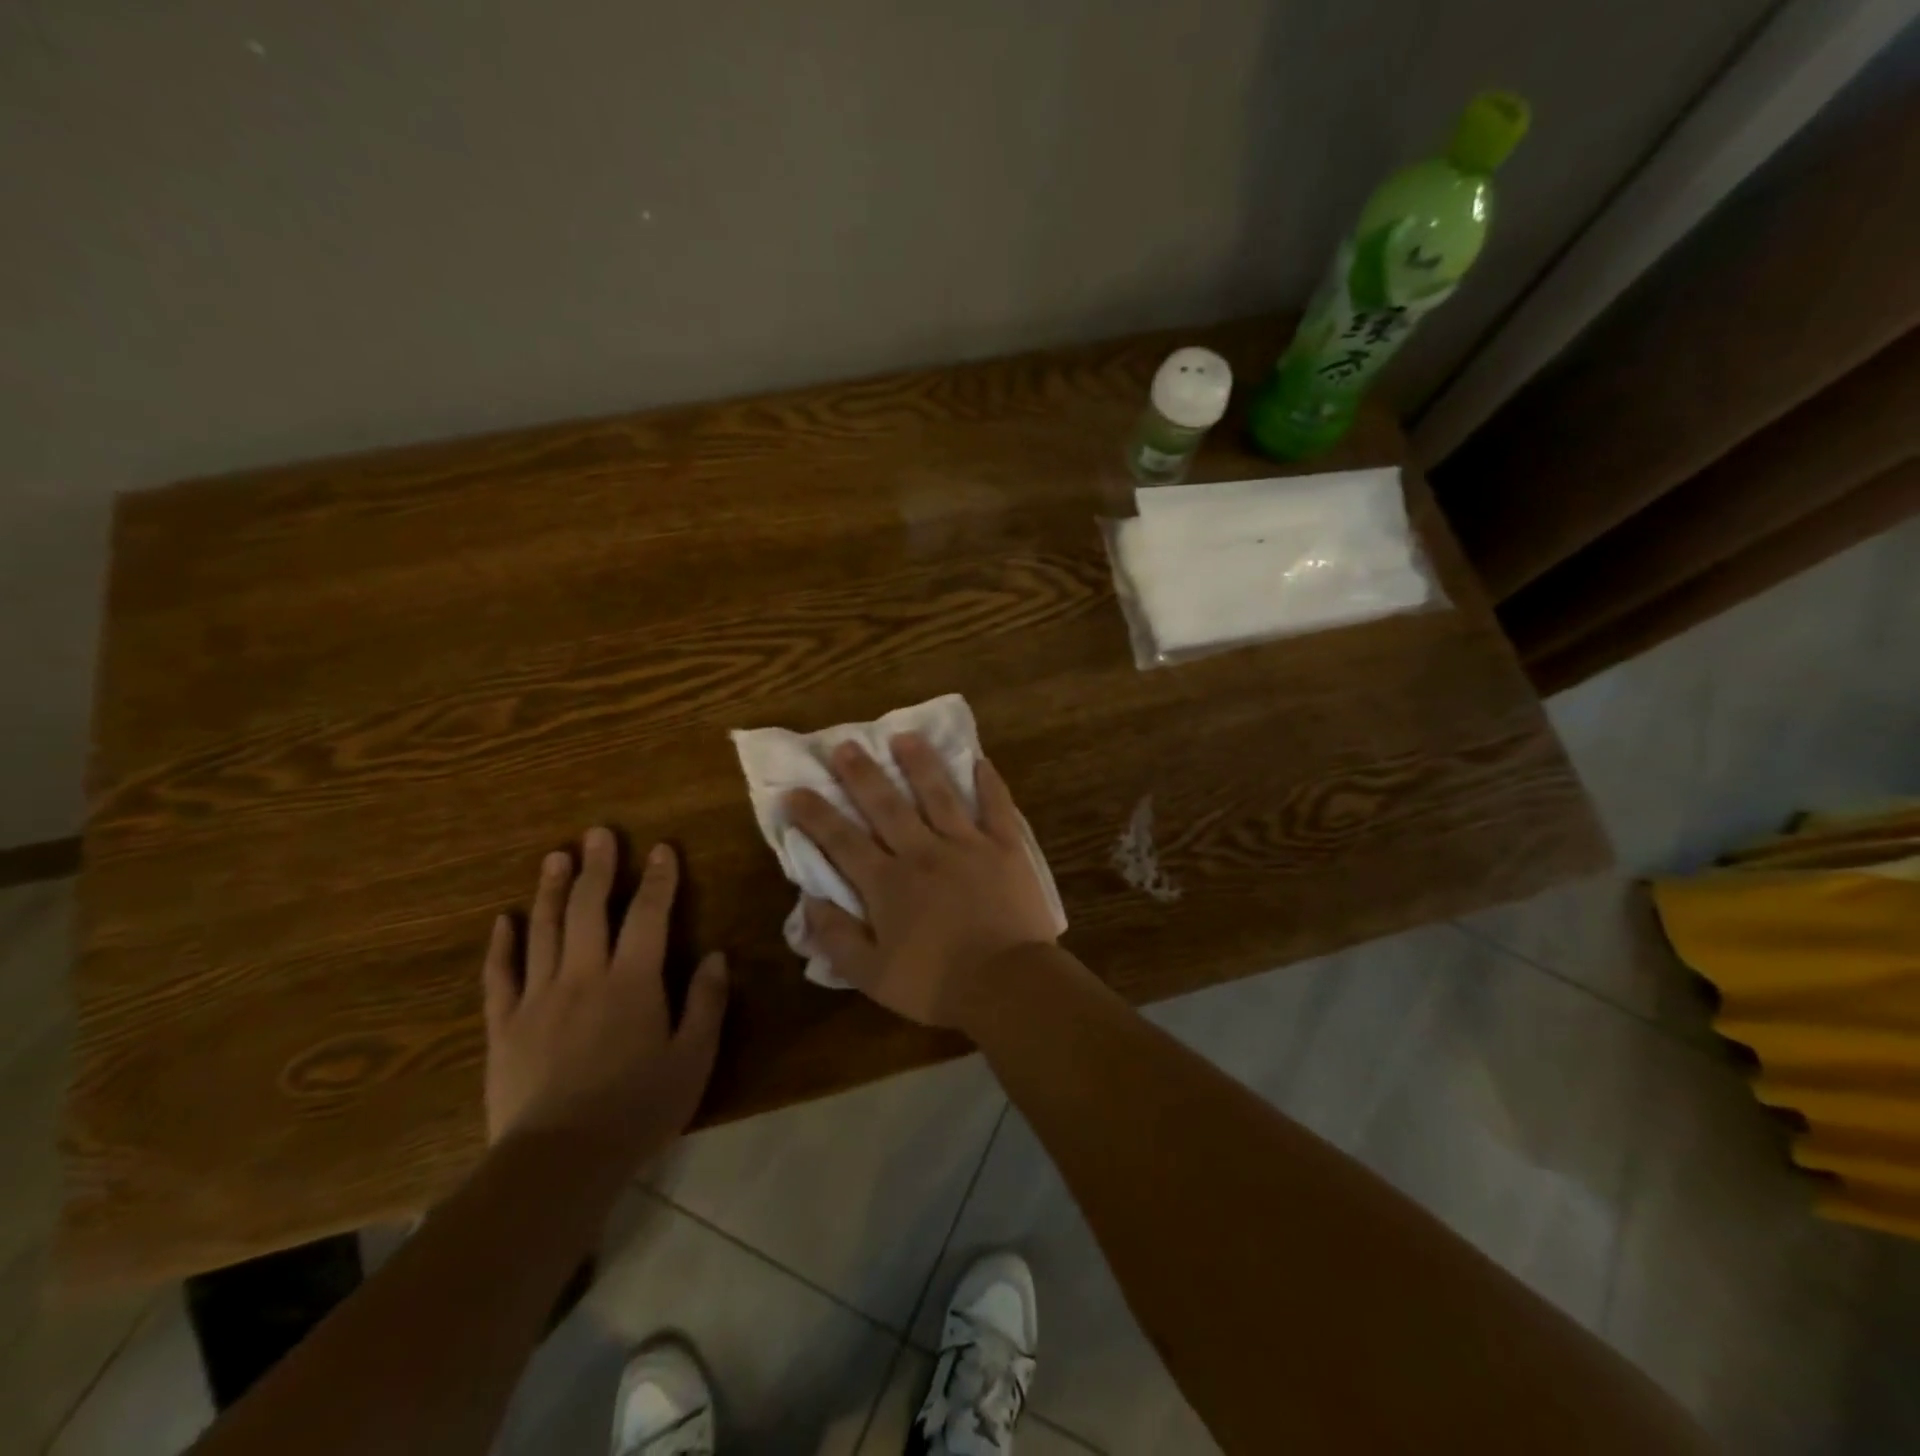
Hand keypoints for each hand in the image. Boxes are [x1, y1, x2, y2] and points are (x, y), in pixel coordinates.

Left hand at [482, 828, 727, 1153]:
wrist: (558, 1161)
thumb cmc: (637, 1109)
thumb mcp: (693, 1059)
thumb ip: (706, 1003)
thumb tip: (717, 956)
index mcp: (633, 982)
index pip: (649, 916)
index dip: (659, 880)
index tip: (661, 849)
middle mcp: (584, 976)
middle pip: (590, 910)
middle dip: (599, 868)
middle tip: (598, 833)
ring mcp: (538, 998)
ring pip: (545, 931)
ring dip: (552, 891)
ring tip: (556, 858)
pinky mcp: (504, 1026)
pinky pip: (500, 977)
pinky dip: (502, 946)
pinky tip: (503, 921)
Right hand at [784, 734, 1058, 1027]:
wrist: (1007, 983)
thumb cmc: (936, 984)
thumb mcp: (871, 975)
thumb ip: (836, 937)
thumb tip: (808, 901)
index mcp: (888, 883)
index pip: (842, 840)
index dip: (815, 815)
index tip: (794, 791)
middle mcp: (923, 852)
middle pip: (886, 805)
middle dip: (862, 774)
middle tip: (845, 745)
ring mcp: (967, 845)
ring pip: (938, 794)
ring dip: (919, 764)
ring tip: (904, 736)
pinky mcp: (1005, 848)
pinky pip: (997, 807)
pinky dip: (989, 784)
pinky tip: (980, 761)